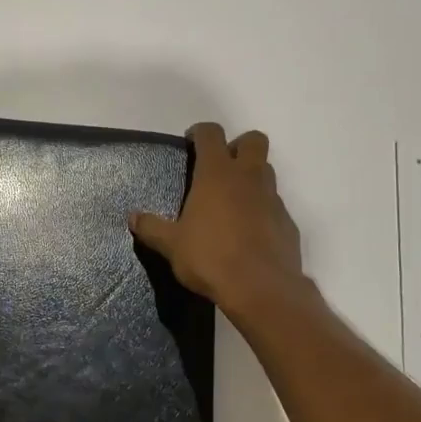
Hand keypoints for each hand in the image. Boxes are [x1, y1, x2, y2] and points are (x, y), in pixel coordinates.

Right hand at [130, 124, 309, 320]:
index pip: (211, 134)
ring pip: (266, 171)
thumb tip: (133, 217)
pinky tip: (249, 232)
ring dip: (251, 177)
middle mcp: (248, 177)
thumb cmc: (210, 257)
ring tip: (231, 201)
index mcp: (217, 174)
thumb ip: (152, 228)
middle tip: (220, 167)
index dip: (200, 133)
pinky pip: (274, 204)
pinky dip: (262, 209)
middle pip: (253, 140)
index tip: (191, 143)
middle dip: (238, 145)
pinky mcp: (287, 222)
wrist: (262, 288)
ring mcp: (273, 198)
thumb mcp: (172, 245)